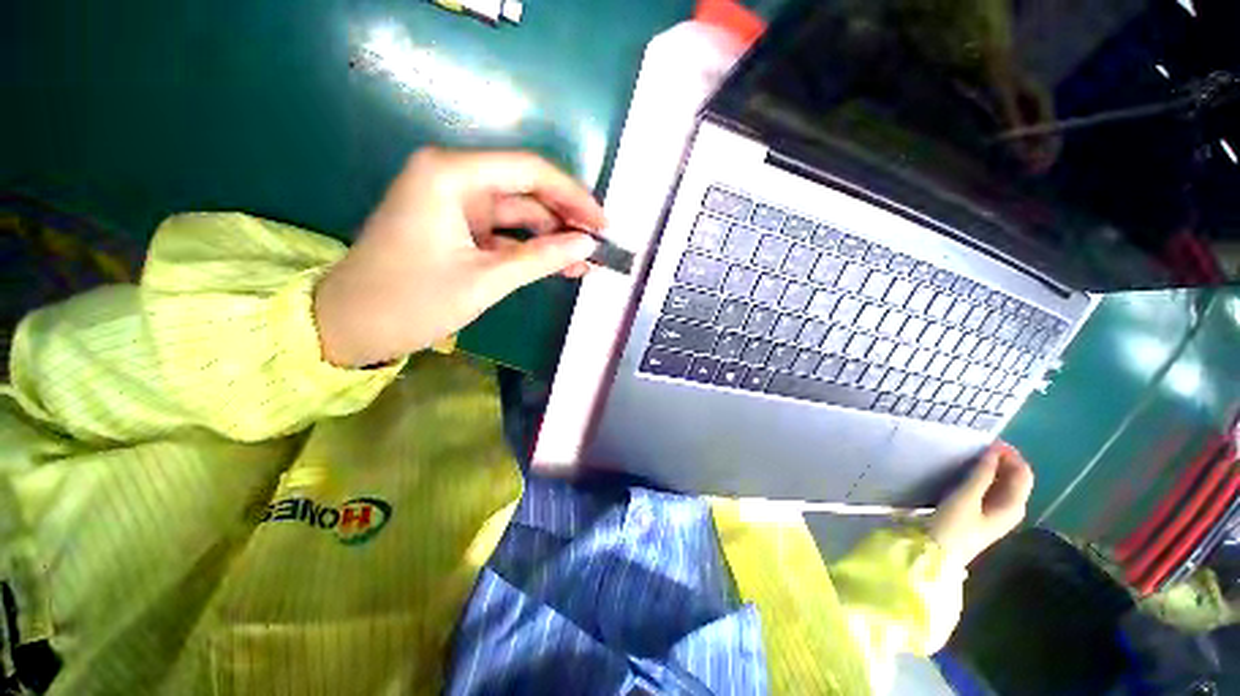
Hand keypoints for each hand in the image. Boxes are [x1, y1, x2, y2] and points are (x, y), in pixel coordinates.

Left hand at [314, 148, 604, 366]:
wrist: (350, 326)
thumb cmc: (411, 301)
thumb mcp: (485, 280)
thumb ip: (541, 258)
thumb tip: (587, 245)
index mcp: (450, 175)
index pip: (530, 171)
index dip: (574, 196)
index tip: (603, 224)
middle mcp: (452, 177)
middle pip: (526, 190)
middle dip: (565, 218)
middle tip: (599, 245)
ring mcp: (454, 203)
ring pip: (518, 213)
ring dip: (552, 237)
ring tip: (586, 262)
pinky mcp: (456, 227)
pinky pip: (504, 232)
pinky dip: (531, 248)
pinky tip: (558, 265)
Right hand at [928, 442, 1034, 565]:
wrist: (939, 555)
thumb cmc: (953, 526)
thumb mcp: (965, 498)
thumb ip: (981, 475)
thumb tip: (992, 452)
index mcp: (1013, 505)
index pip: (1022, 473)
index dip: (1010, 455)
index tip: (988, 441)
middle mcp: (1011, 508)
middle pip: (1015, 478)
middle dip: (1002, 460)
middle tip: (978, 445)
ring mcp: (997, 513)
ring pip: (1002, 483)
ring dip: (992, 468)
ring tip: (971, 455)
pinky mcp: (983, 514)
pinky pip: (991, 490)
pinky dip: (984, 477)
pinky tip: (968, 472)